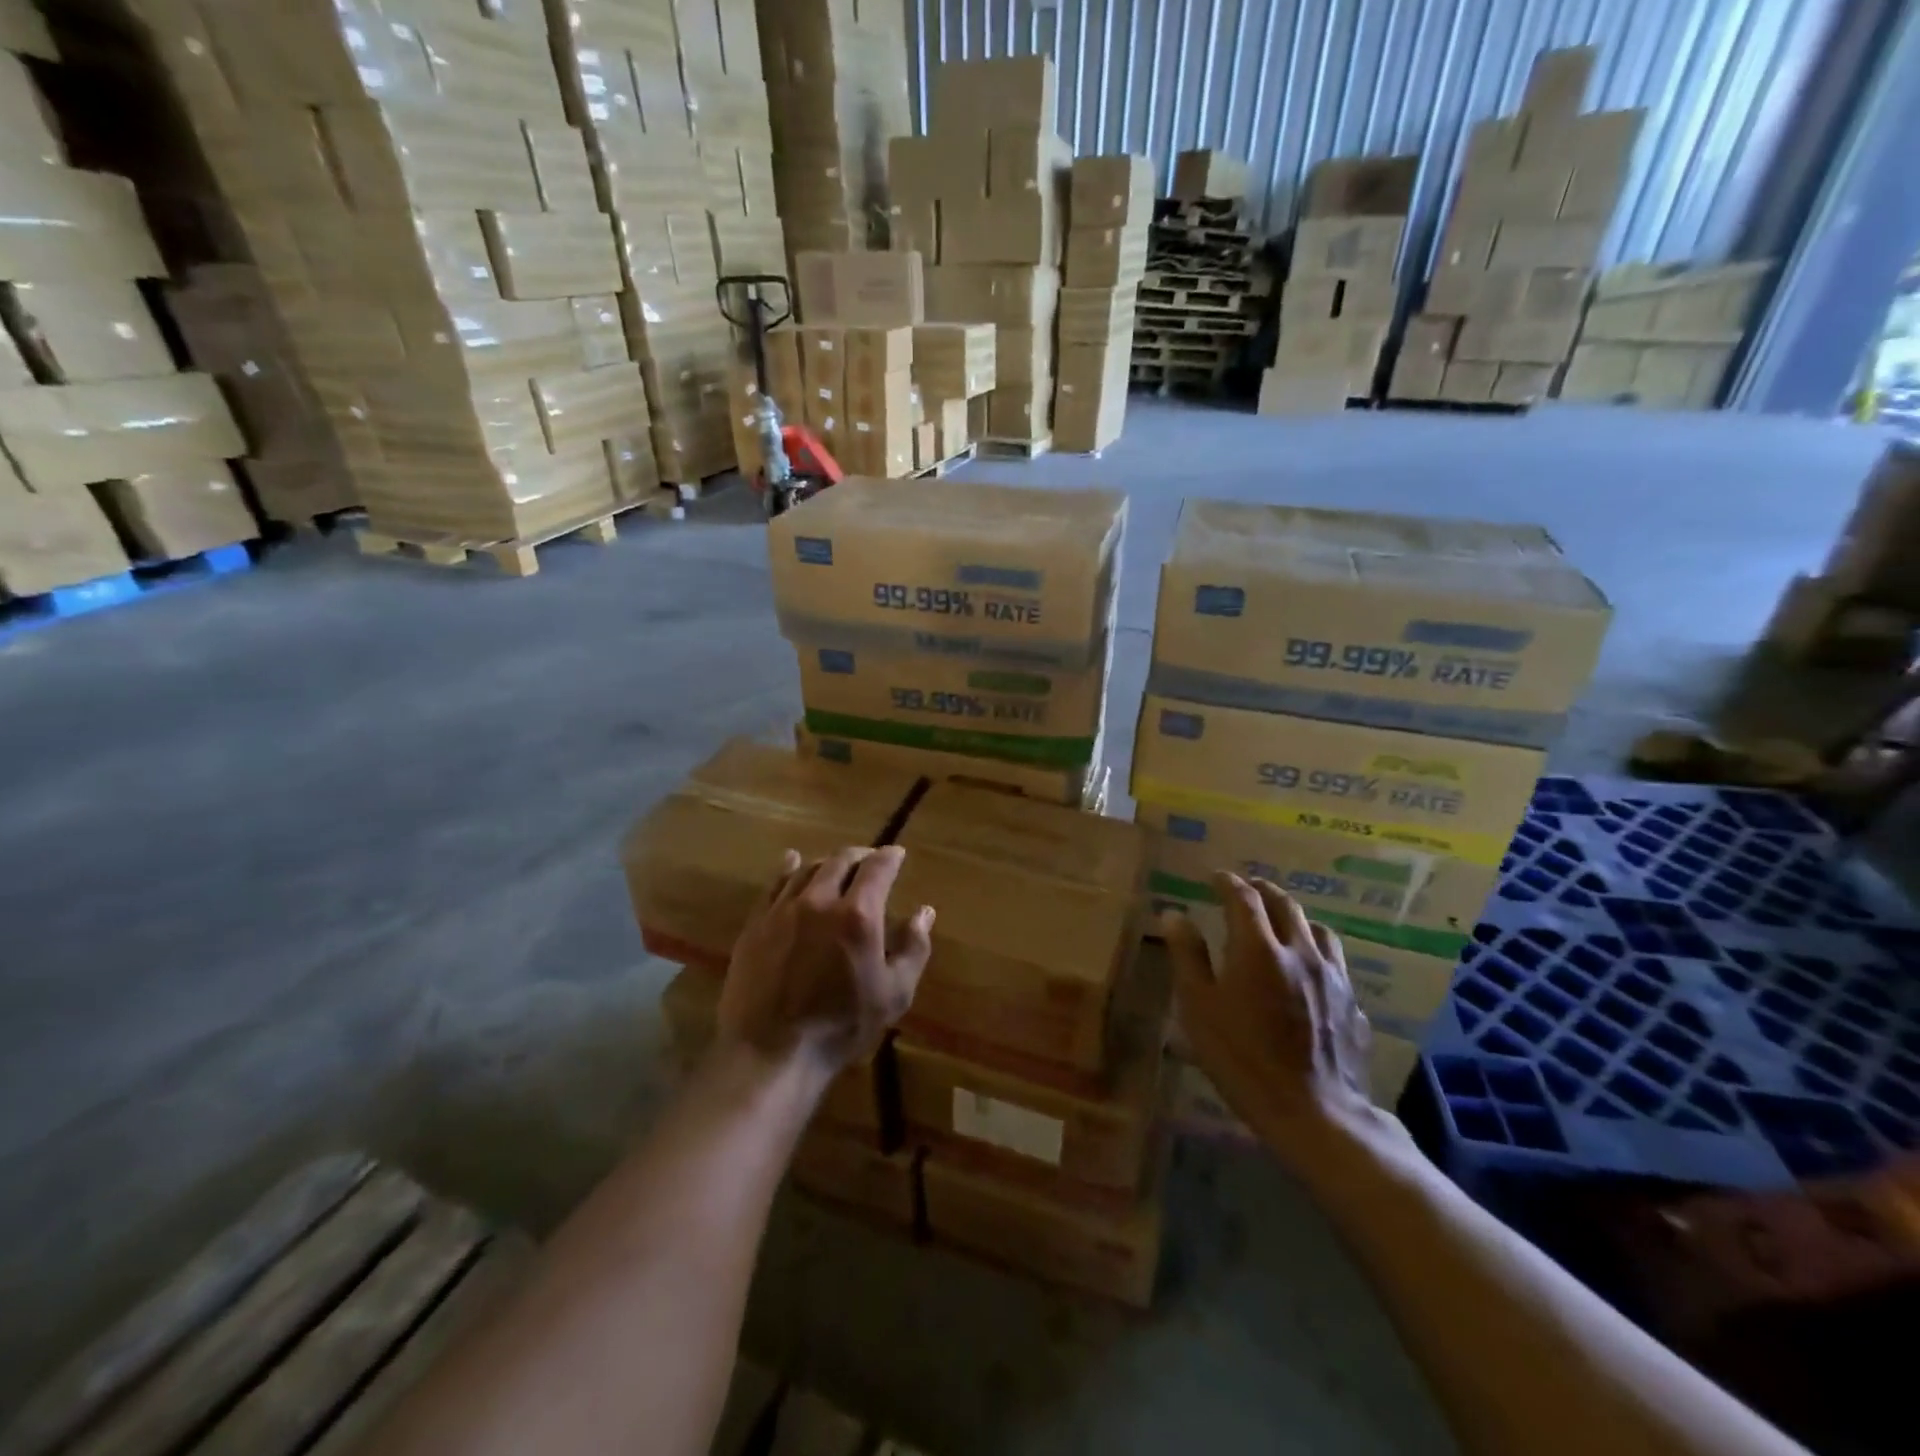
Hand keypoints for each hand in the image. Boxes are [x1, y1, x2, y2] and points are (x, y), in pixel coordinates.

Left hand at [718, 845, 934, 1073]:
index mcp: (858, 915)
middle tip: (870, 861)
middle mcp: (820, 900)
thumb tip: (925, 912)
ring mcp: (783, 909)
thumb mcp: (894, 993)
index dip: (890, 856)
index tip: (897, 854)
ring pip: (808, 869)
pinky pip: (774, 884)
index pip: (878, 868)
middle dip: (861, 856)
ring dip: (828, 863)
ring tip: (837, 868)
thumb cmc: (841, 1027)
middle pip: (841, 860)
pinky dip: (789, 868)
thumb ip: (913, 948)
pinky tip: (792, 862)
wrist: (770, 1052)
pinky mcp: (756, 923)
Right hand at [1167, 873, 1379, 1166]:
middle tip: (1246, 889)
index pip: (1243, 898)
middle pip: (1285, 904)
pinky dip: (1316, 950)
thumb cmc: (1243, 1059)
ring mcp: (1333, 977)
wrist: (1316, 1114)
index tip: (1215, 877)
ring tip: (1282, 923)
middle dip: (1262, 890)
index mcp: (1259, 949)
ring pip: (1317, 929)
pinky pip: (1335, 962)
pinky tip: (1309, 969)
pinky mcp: (1352, 1003)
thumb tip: (1174, 915)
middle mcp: (1300, 951)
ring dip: (1295, 917)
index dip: (1227, 882)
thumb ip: (1187, 956)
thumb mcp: (1199, 1008)